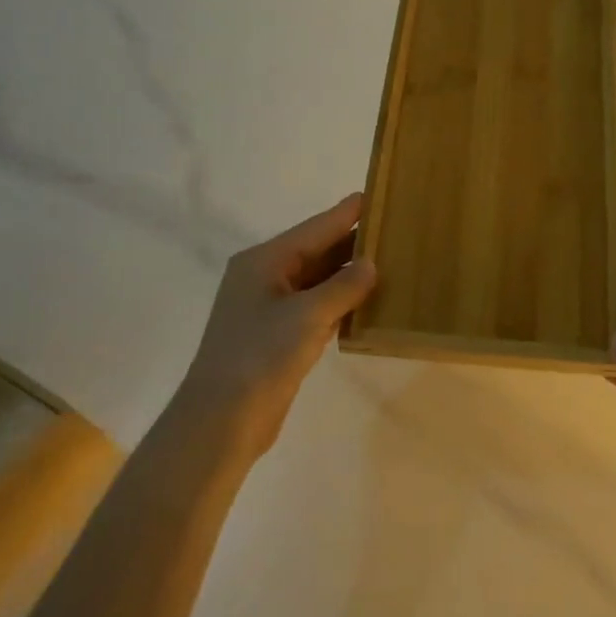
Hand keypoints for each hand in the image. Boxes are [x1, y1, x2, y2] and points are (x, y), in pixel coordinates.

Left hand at [174, 194, 377, 459]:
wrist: (220, 422)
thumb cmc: (259, 357)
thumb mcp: (307, 316)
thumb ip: (343, 286)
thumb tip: (370, 264)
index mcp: (264, 261)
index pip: (315, 228)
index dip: (347, 212)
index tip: (377, 194)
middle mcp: (265, 278)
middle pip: (317, 251)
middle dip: (353, 242)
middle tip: (394, 229)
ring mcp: (271, 309)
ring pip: (318, 281)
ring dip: (350, 274)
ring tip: (390, 260)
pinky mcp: (279, 337)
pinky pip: (317, 307)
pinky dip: (341, 302)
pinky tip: (369, 301)